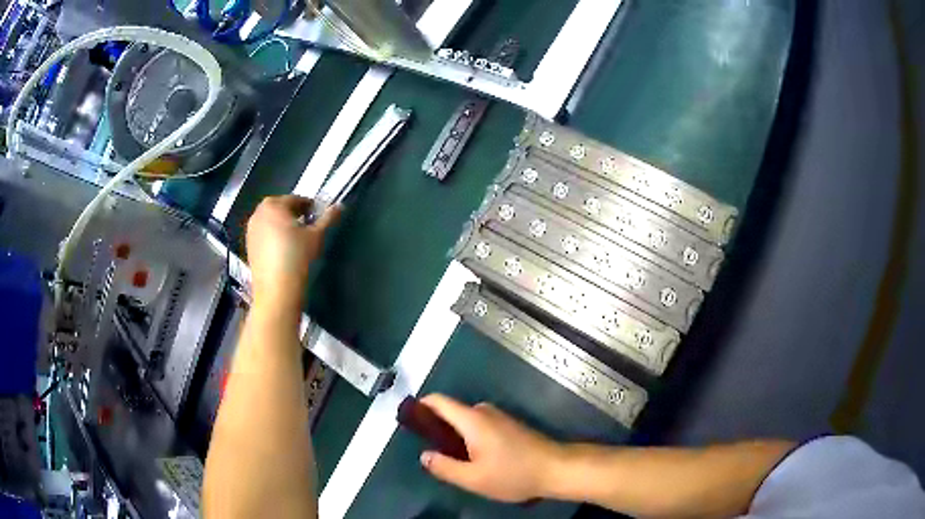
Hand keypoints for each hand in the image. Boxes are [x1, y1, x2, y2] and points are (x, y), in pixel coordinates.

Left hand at [246, 195, 340, 312]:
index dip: (309, 206)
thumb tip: (339, 206)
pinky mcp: (248, 246)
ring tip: (296, 239)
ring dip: (282, 225)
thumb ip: (328, 218)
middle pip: (280, 208)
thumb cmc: (297, 257)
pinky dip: (273, 237)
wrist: (276, 290)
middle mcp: (258, 213)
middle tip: (307, 227)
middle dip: (293, 214)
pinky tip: (283, 251)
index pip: (296, 199)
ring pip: (270, 221)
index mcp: (274, 205)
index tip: (318, 216)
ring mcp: (251, 230)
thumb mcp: (317, 236)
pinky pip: (264, 234)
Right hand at [418, 394, 563, 502]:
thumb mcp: (473, 478)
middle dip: (439, 430)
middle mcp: (485, 412)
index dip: (421, 407)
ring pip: (467, 422)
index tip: (408, 423)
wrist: (556, 468)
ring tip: (458, 463)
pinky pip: (480, 426)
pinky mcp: (509, 426)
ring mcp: (499, 417)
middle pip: (452, 412)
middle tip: (436, 456)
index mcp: (472, 419)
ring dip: (456, 438)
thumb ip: (444, 467)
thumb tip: (425, 455)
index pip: (439, 401)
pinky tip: (478, 461)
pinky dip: (471, 439)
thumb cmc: (513, 473)